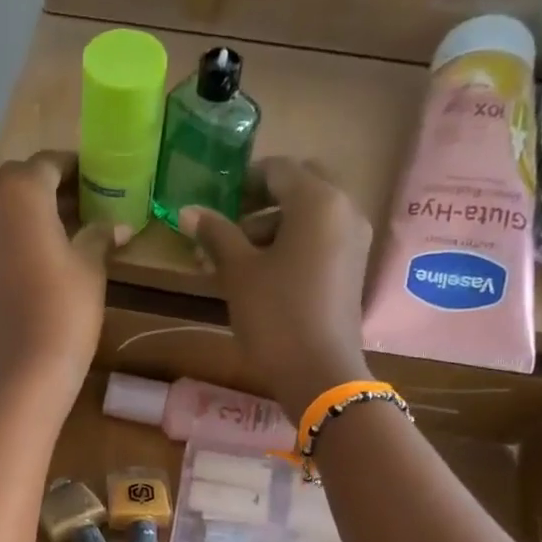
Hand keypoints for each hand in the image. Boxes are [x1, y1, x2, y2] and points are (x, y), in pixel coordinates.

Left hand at [0, 151, 125, 414]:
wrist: (21, 373)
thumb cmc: (64, 310)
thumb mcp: (91, 267)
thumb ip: (100, 235)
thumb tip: (117, 225)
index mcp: (19, 193)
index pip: (48, 164)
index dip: (75, 168)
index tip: (98, 178)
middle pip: (19, 183)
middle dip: (50, 188)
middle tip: (83, 204)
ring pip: (3, 212)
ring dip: (32, 214)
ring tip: (66, 232)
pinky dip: (16, 239)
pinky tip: (41, 260)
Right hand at [178, 158, 373, 418]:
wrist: (319, 372)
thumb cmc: (275, 315)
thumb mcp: (238, 272)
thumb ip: (215, 234)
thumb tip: (187, 210)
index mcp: (318, 200)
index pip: (277, 169)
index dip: (242, 182)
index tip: (215, 204)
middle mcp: (344, 209)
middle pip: (299, 187)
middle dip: (260, 203)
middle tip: (228, 228)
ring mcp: (353, 240)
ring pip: (308, 216)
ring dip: (271, 227)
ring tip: (233, 260)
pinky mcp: (352, 268)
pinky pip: (319, 240)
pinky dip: (291, 246)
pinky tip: (261, 275)